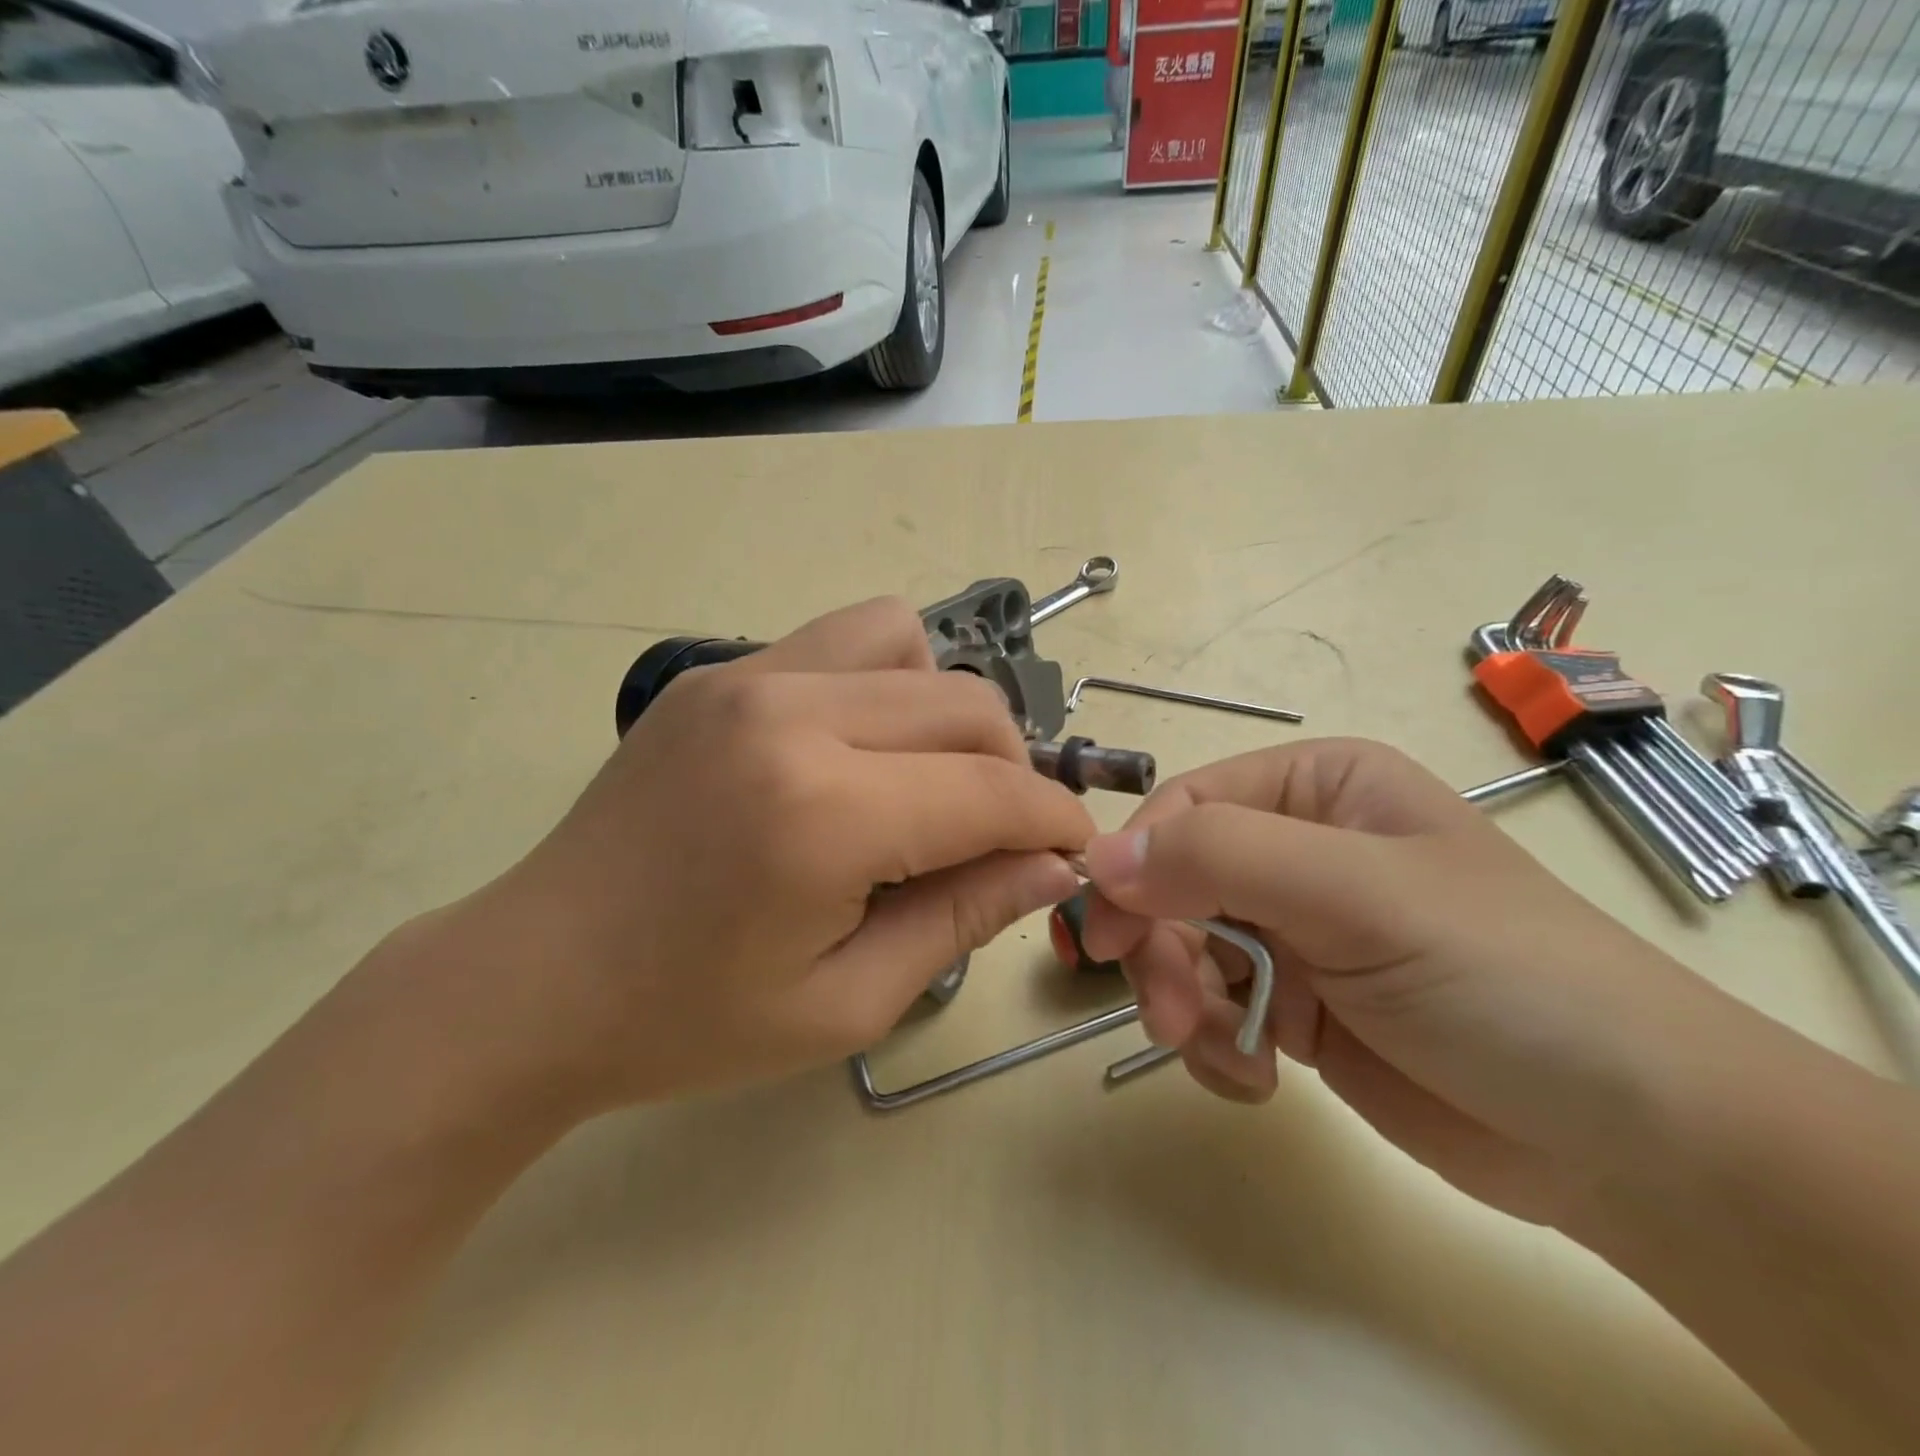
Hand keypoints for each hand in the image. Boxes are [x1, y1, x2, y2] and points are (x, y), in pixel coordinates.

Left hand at [414, 598, 1092, 1113]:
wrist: (534, 979)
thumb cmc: (690, 1020)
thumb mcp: (848, 999)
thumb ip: (964, 916)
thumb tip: (1051, 864)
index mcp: (823, 813)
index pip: (991, 791)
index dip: (1054, 821)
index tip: (1075, 850)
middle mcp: (790, 715)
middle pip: (965, 705)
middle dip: (1013, 769)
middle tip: (1000, 834)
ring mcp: (746, 676)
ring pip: (908, 643)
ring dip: (946, 712)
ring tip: (924, 781)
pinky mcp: (717, 671)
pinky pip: (841, 642)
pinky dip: (883, 684)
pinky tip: (857, 753)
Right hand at [1081, 738, 1704, 1225]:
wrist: (1632, 1143)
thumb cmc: (1499, 977)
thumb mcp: (1356, 895)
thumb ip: (1220, 860)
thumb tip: (1097, 857)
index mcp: (1316, 788)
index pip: (1185, 808)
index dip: (1136, 864)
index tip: (1109, 934)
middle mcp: (1298, 850)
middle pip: (1174, 883)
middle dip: (1163, 950)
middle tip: (1168, 1016)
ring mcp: (1295, 932)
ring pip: (1184, 949)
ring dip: (1186, 1004)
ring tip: (1225, 1056)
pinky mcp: (1297, 1007)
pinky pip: (1213, 1008)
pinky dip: (1216, 1044)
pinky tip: (1260, 1077)